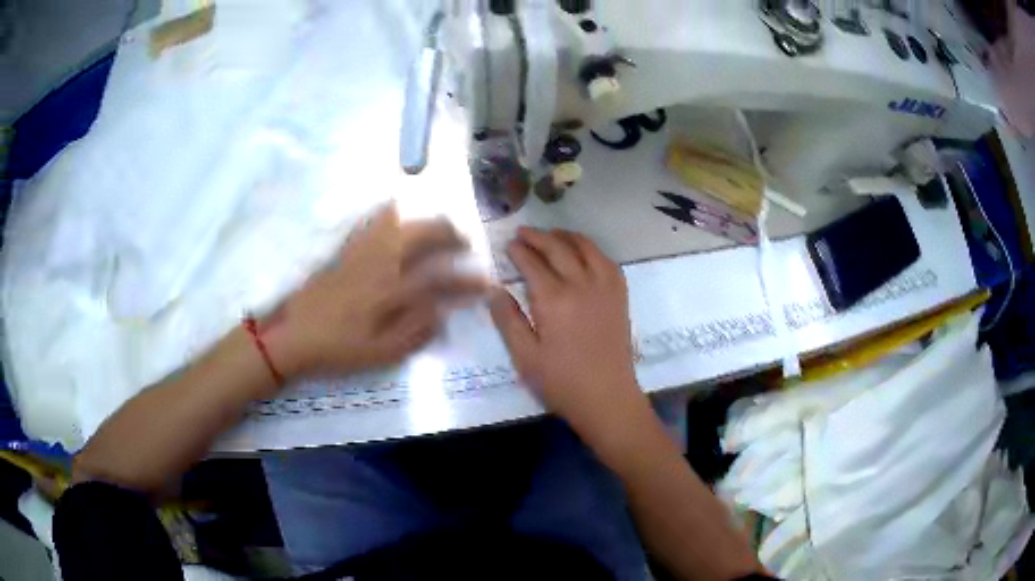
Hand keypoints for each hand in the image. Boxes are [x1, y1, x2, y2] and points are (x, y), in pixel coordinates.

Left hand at [263, 203, 487, 381]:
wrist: (290, 334)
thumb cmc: (337, 348)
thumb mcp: (380, 353)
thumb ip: (415, 331)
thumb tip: (442, 312)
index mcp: (392, 290)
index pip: (442, 279)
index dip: (469, 282)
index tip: (486, 282)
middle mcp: (381, 261)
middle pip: (424, 234)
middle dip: (451, 234)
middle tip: (463, 243)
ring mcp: (361, 250)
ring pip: (400, 221)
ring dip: (425, 220)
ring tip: (438, 228)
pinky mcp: (345, 248)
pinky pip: (372, 220)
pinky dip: (391, 213)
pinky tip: (396, 215)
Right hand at [489, 227, 649, 443]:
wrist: (607, 397)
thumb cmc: (561, 382)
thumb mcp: (525, 356)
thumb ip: (508, 320)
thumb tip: (493, 289)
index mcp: (554, 299)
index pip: (533, 263)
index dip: (519, 251)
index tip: (508, 244)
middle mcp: (581, 284)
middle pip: (558, 248)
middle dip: (538, 237)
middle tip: (523, 233)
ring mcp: (605, 287)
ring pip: (586, 247)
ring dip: (566, 236)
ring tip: (551, 234)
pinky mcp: (620, 295)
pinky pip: (607, 260)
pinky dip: (592, 249)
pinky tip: (583, 252)